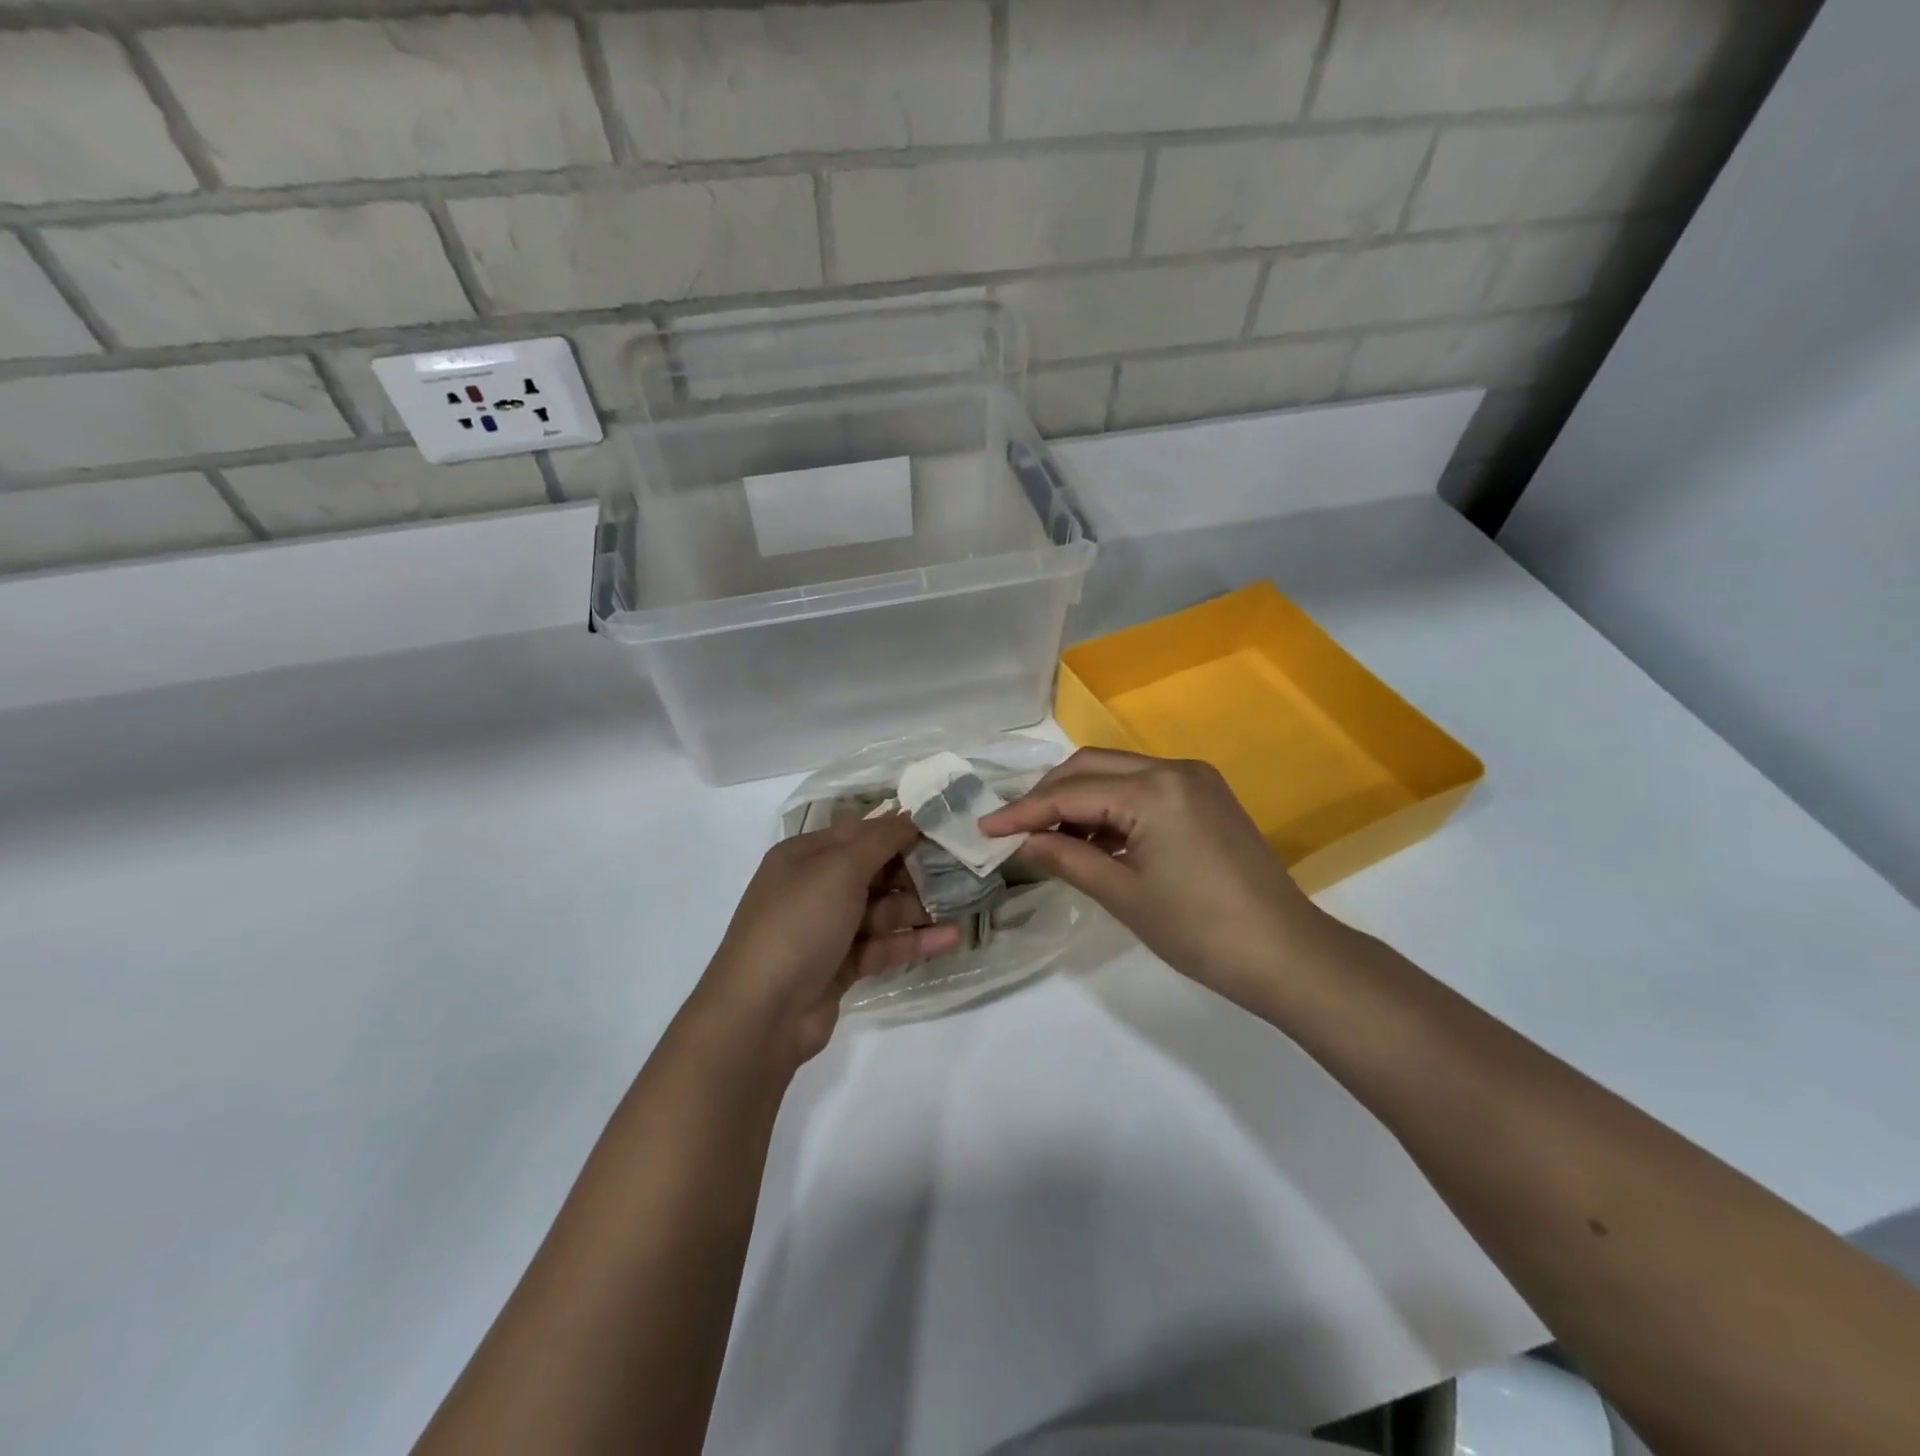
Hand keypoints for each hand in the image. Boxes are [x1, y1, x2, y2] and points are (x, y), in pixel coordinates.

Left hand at [690, 814, 961, 1069]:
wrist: (761, 1014)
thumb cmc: (798, 924)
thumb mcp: (838, 869)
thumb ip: (879, 840)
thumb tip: (910, 813)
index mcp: (804, 856)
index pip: (859, 832)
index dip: (898, 828)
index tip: (943, 826)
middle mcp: (814, 888)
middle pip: (873, 871)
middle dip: (914, 869)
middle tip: (962, 867)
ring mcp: (827, 930)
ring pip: (881, 910)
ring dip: (919, 907)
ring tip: (964, 904)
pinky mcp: (841, 967)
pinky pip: (882, 945)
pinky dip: (913, 941)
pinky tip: (950, 938)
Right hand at [979, 749, 1337, 1006]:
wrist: (1286, 954)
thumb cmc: (1199, 931)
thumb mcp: (1123, 895)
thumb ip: (1066, 859)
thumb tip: (1021, 842)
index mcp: (1153, 790)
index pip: (1071, 792)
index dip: (1023, 811)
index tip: (985, 828)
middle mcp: (1174, 769)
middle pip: (1092, 767)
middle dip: (1049, 795)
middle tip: (1015, 829)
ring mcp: (1194, 780)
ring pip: (1117, 774)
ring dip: (1080, 800)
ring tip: (1048, 838)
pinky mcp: (1206, 797)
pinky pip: (1143, 789)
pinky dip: (1112, 808)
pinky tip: (1093, 839)